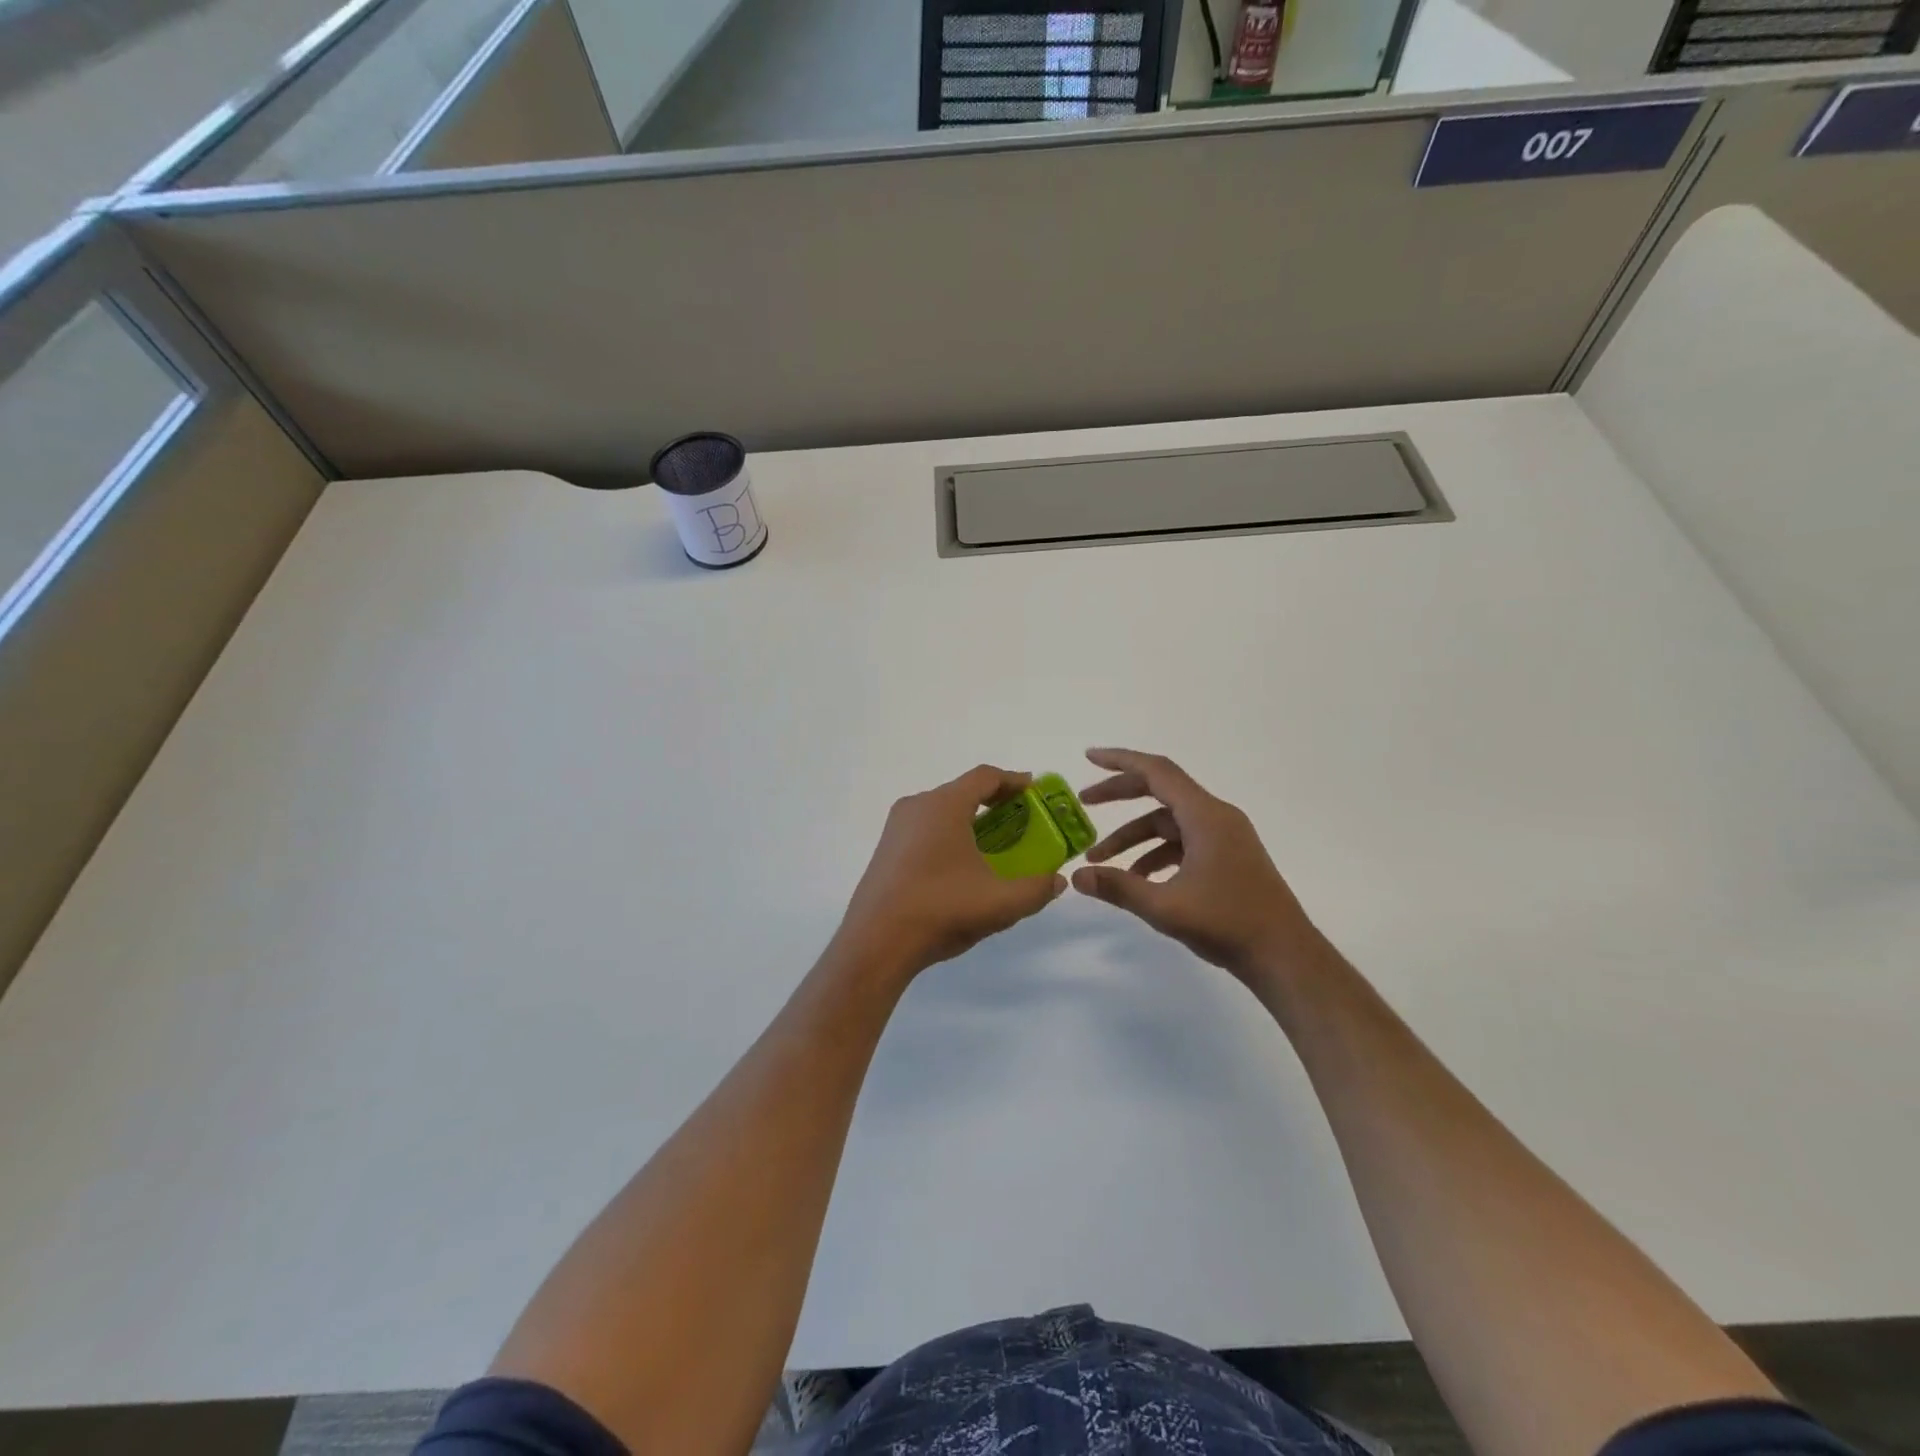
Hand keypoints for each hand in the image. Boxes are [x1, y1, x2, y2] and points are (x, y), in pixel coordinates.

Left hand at [835, 765, 1065, 982]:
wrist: (876, 943)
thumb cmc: (941, 910)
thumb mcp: (1000, 903)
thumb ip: (1036, 889)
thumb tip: (1057, 880)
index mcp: (944, 806)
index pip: (984, 777)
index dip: (1013, 780)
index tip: (1034, 790)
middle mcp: (917, 806)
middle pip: (962, 791)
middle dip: (994, 801)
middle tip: (1020, 819)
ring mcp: (896, 828)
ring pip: (942, 811)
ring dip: (970, 820)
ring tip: (995, 843)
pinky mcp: (886, 850)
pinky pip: (925, 829)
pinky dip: (949, 834)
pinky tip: (961, 865)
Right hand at [1072, 748, 1323, 987]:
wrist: (1285, 956)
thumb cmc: (1228, 924)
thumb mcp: (1165, 907)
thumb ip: (1118, 887)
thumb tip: (1077, 875)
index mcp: (1205, 816)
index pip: (1157, 771)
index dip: (1120, 761)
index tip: (1089, 758)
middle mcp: (1216, 817)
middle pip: (1160, 792)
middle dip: (1120, 796)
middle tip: (1084, 804)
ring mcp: (1225, 837)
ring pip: (1169, 823)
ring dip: (1134, 836)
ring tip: (1100, 860)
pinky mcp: (1228, 858)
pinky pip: (1183, 842)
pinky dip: (1156, 852)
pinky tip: (1137, 879)